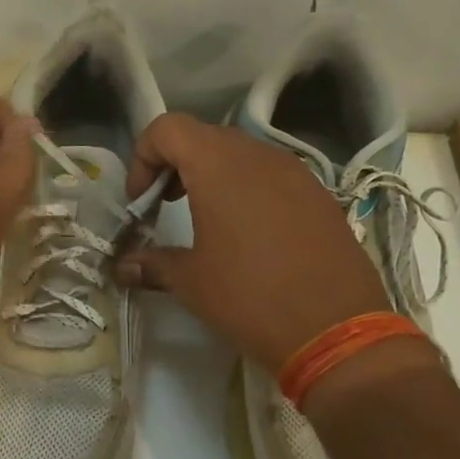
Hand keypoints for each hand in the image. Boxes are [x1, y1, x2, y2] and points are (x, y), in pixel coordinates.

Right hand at [116, 112, 391, 372]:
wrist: (336, 329)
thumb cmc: (249, 297)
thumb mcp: (191, 281)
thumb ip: (152, 264)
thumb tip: (124, 267)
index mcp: (218, 165)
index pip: (167, 129)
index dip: (143, 158)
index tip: (141, 202)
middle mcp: (258, 155)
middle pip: (203, 137)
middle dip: (175, 166)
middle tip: (165, 207)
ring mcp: (295, 172)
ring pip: (241, 154)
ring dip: (212, 176)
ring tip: (205, 219)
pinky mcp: (320, 194)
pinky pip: (272, 176)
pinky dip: (248, 190)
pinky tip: (249, 234)